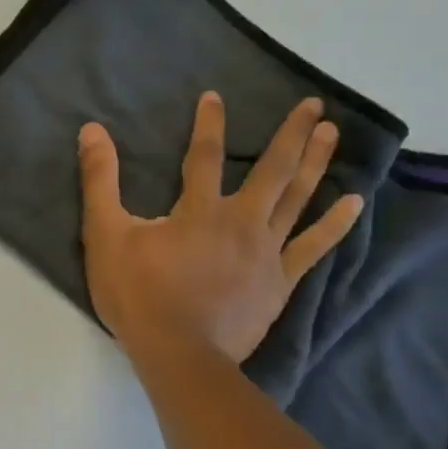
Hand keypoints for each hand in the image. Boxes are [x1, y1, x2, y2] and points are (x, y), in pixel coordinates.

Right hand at [78, 93, 363, 365]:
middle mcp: (241, 221)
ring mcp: (266, 251)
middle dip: (291, 134)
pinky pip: (314, 247)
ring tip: (333, 134)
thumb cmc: (137, 293)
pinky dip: (335, 224)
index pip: (204, 155)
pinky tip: (355, 203)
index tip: (215, 96)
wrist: (177, 352)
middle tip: (314, 105)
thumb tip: (92, 130)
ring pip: (298, 199)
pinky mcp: (279, 281)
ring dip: (317, 164)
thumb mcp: (104, 234)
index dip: (209, 123)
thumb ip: (99, 181)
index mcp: (199, 209)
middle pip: (271, 170)